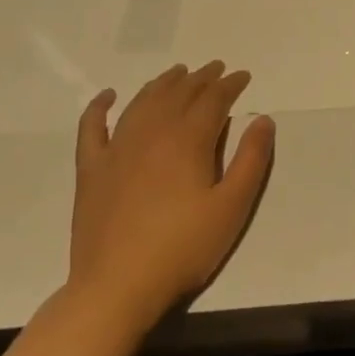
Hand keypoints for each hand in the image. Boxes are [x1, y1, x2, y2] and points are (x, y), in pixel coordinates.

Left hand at [69, 62, 275, 317]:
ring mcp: (116, 149)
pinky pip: (92, 128)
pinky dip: (99, 107)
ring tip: (177, 73)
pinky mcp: (91, 170)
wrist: (117, 287)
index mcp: (188, 141)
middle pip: (179, 94)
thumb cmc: (183, 248)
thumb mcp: (232, 206)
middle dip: (201, 78)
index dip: (230, 85)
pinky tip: (107, 95)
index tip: (243, 77)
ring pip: (142, 102)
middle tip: (216, 68)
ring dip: (162, 83)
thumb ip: (251, 159)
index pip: (213, 100)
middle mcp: (151, 134)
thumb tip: (262, 119)